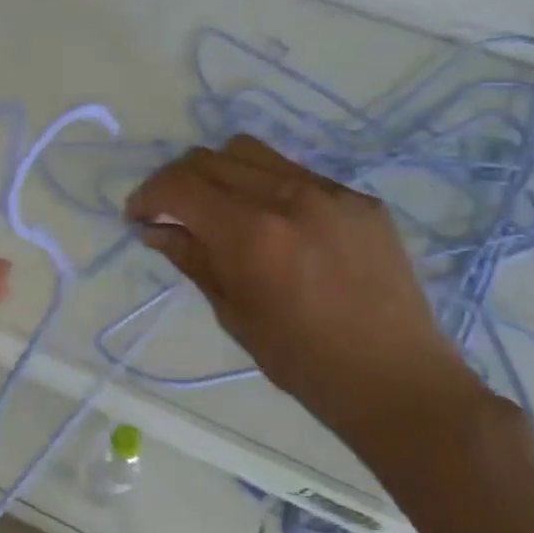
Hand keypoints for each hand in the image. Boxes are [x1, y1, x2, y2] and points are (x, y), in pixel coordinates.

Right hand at [126, 135, 485, 463]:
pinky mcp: (359, 199)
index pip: (180, 185)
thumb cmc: (302, 361)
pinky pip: (295, 173)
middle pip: (210, 158)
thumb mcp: (232, 313)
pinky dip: (265, 186)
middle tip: (170, 212)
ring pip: (251, 153)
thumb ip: (191, 258)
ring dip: (218, 173)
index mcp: (252, 234)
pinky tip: (272, 223)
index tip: (137, 216)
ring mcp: (330, 192)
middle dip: (177, 180)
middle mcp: (288, 197)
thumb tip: (154, 229)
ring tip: (218, 208)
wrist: (396, 380)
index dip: (148, 195)